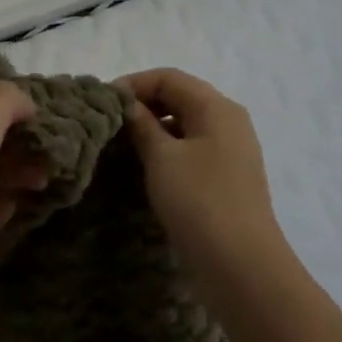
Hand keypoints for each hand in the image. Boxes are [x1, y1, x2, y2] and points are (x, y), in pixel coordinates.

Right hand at [120, 68, 289, 282]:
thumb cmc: (198, 201)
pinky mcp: (226, 178)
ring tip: (121, 147)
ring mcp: (231, 151)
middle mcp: (229, 121)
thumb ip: (141, 125)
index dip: (133, 84)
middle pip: (180, 97)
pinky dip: (167, 151)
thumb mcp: (162, 158)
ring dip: (153, 130)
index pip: (169, 77)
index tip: (101, 104)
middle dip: (142, 105)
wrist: (240, 264)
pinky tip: (145, 169)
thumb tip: (127, 105)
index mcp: (216, 107)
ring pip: (185, 125)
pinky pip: (192, 150)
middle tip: (108, 125)